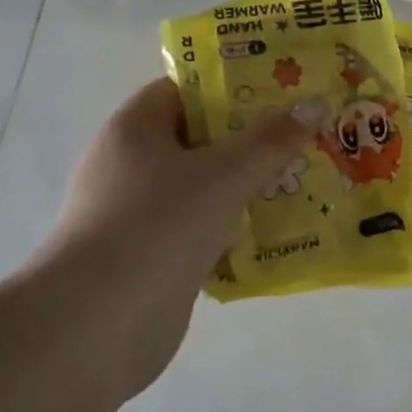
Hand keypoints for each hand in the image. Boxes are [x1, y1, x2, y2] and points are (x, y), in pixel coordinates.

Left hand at [33, 78, 314, 390]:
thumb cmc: (157, 225)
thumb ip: (271, 140)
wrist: (97, 325)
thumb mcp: (224, 174)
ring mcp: (138, 215)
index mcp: (134, 130)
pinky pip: (202, 230)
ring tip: (304, 180)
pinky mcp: (151, 258)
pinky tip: (278, 232)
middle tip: (304, 135)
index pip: (184, 91)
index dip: (231, 87)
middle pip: (200, 139)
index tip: (281, 91)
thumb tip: (315, 104)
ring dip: (248, 187)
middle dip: (251, 139)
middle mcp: (130, 166)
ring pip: (204, 188)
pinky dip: (234, 230)